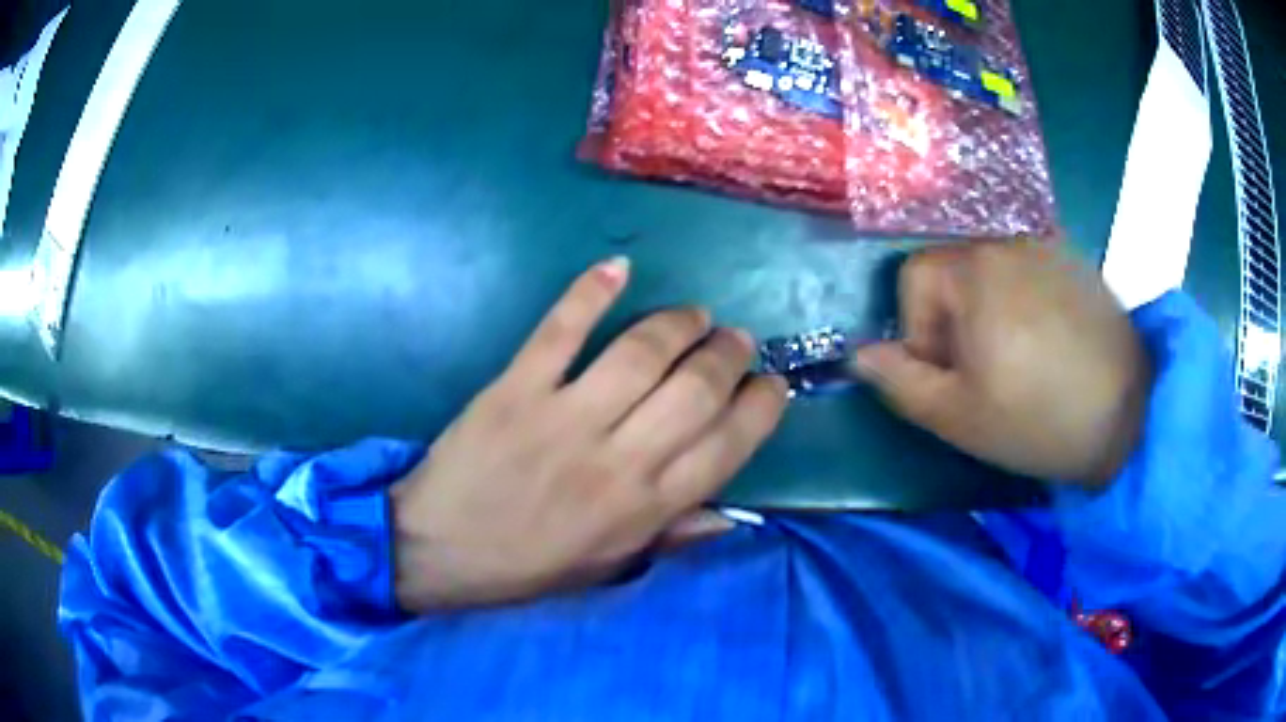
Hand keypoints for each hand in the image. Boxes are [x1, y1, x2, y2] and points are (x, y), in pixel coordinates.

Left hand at [392, 258, 788, 611]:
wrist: (438, 551)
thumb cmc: (527, 567)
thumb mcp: (608, 568)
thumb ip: (673, 538)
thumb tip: (733, 514)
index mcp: (644, 508)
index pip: (728, 446)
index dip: (761, 406)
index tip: (771, 384)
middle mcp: (616, 458)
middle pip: (695, 389)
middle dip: (728, 355)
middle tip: (734, 340)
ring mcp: (563, 416)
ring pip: (641, 352)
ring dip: (679, 323)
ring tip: (694, 315)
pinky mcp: (515, 387)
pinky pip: (561, 330)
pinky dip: (591, 292)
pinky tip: (619, 268)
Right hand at [851, 241, 1150, 487]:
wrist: (1131, 413)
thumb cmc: (1038, 418)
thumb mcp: (957, 416)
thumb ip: (900, 382)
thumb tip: (862, 355)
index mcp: (974, 268)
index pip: (913, 278)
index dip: (920, 332)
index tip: (951, 377)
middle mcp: (1006, 239)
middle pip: (953, 272)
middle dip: (954, 323)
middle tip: (984, 375)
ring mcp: (1046, 244)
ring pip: (990, 273)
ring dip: (989, 314)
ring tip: (1020, 362)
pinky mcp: (1075, 260)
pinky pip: (1028, 273)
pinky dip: (1024, 304)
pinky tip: (1049, 345)